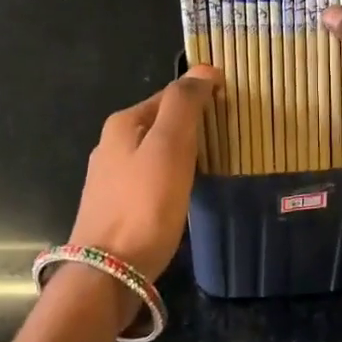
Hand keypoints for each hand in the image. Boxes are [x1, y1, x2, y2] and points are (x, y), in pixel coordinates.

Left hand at [67, 65, 220, 282]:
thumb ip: (184, 104)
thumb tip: (203, 69)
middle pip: (160, 123)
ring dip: (182, 152)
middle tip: (228, 136)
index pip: (170, 95)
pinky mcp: (115, 206)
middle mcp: (111, 144)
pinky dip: (170, 176)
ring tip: (213, 163)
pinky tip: (183, 192)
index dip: (201, 96)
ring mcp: (110, 178)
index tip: (232, 107)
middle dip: (192, 124)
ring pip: (154, 152)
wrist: (109, 271)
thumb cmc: (145, 205)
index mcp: (123, 123)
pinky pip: (150, 178)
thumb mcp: (170, 147)